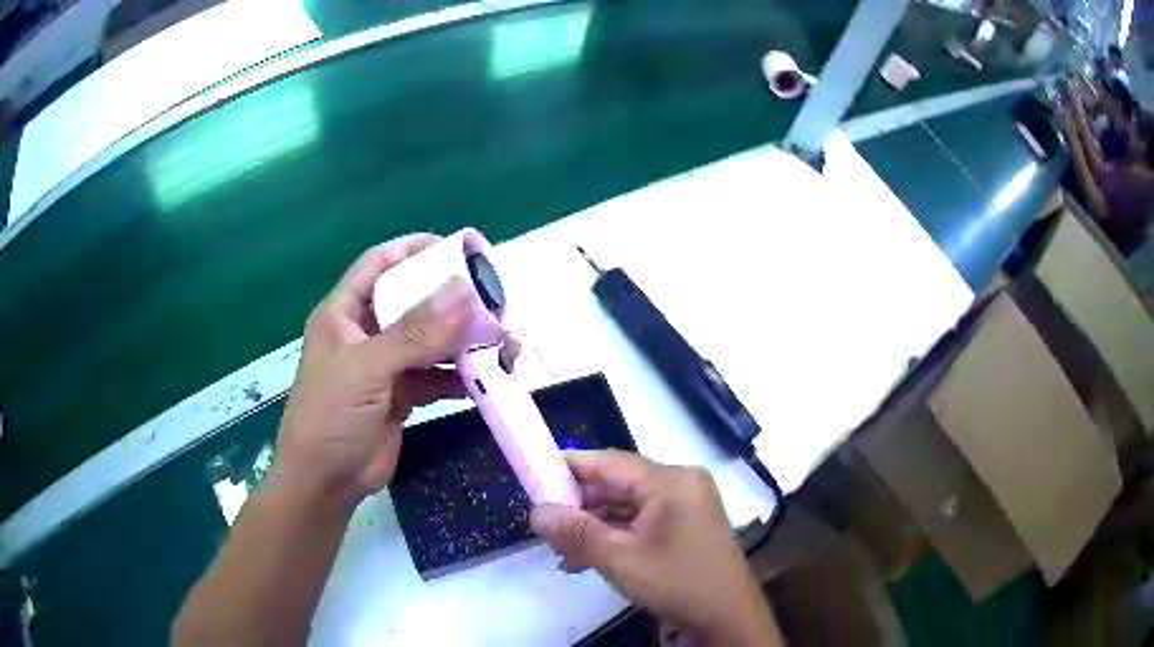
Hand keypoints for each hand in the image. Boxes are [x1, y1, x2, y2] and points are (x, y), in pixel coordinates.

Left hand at [273, 234, 475, 507]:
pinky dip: (459, 376)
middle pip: (410, 302)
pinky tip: (486, 377)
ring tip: (501, 341)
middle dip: (449, 300)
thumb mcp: (367, 368)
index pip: (378, 265)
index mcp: (343, 313)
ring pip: (428, 342)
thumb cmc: (330, 416)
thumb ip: (414, 332)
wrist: (325, 483)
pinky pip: (435, 377)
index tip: (453, 247)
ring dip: (462, 341)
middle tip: (491, 299)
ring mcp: (384, 366)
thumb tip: (463, 290)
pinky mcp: (400, 396)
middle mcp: (364, 333)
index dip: (411, 249)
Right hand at [531, 451, 778, 645]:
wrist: (727, 616)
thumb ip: (576, 531)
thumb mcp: (619, 559)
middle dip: (581, 506)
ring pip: (628, 505)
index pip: (610, 462)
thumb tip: (537, 512)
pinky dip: (617, 535)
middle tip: (547, 526)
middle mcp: (681, 483)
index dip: (571, 468)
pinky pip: (644, 520)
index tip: (536, 477)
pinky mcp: (688, 524)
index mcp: (670, 480)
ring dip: (596, 526)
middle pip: (619, 484)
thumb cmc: (676, 582)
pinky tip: (590, 557)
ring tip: (564, 552)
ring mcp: (687, 504)